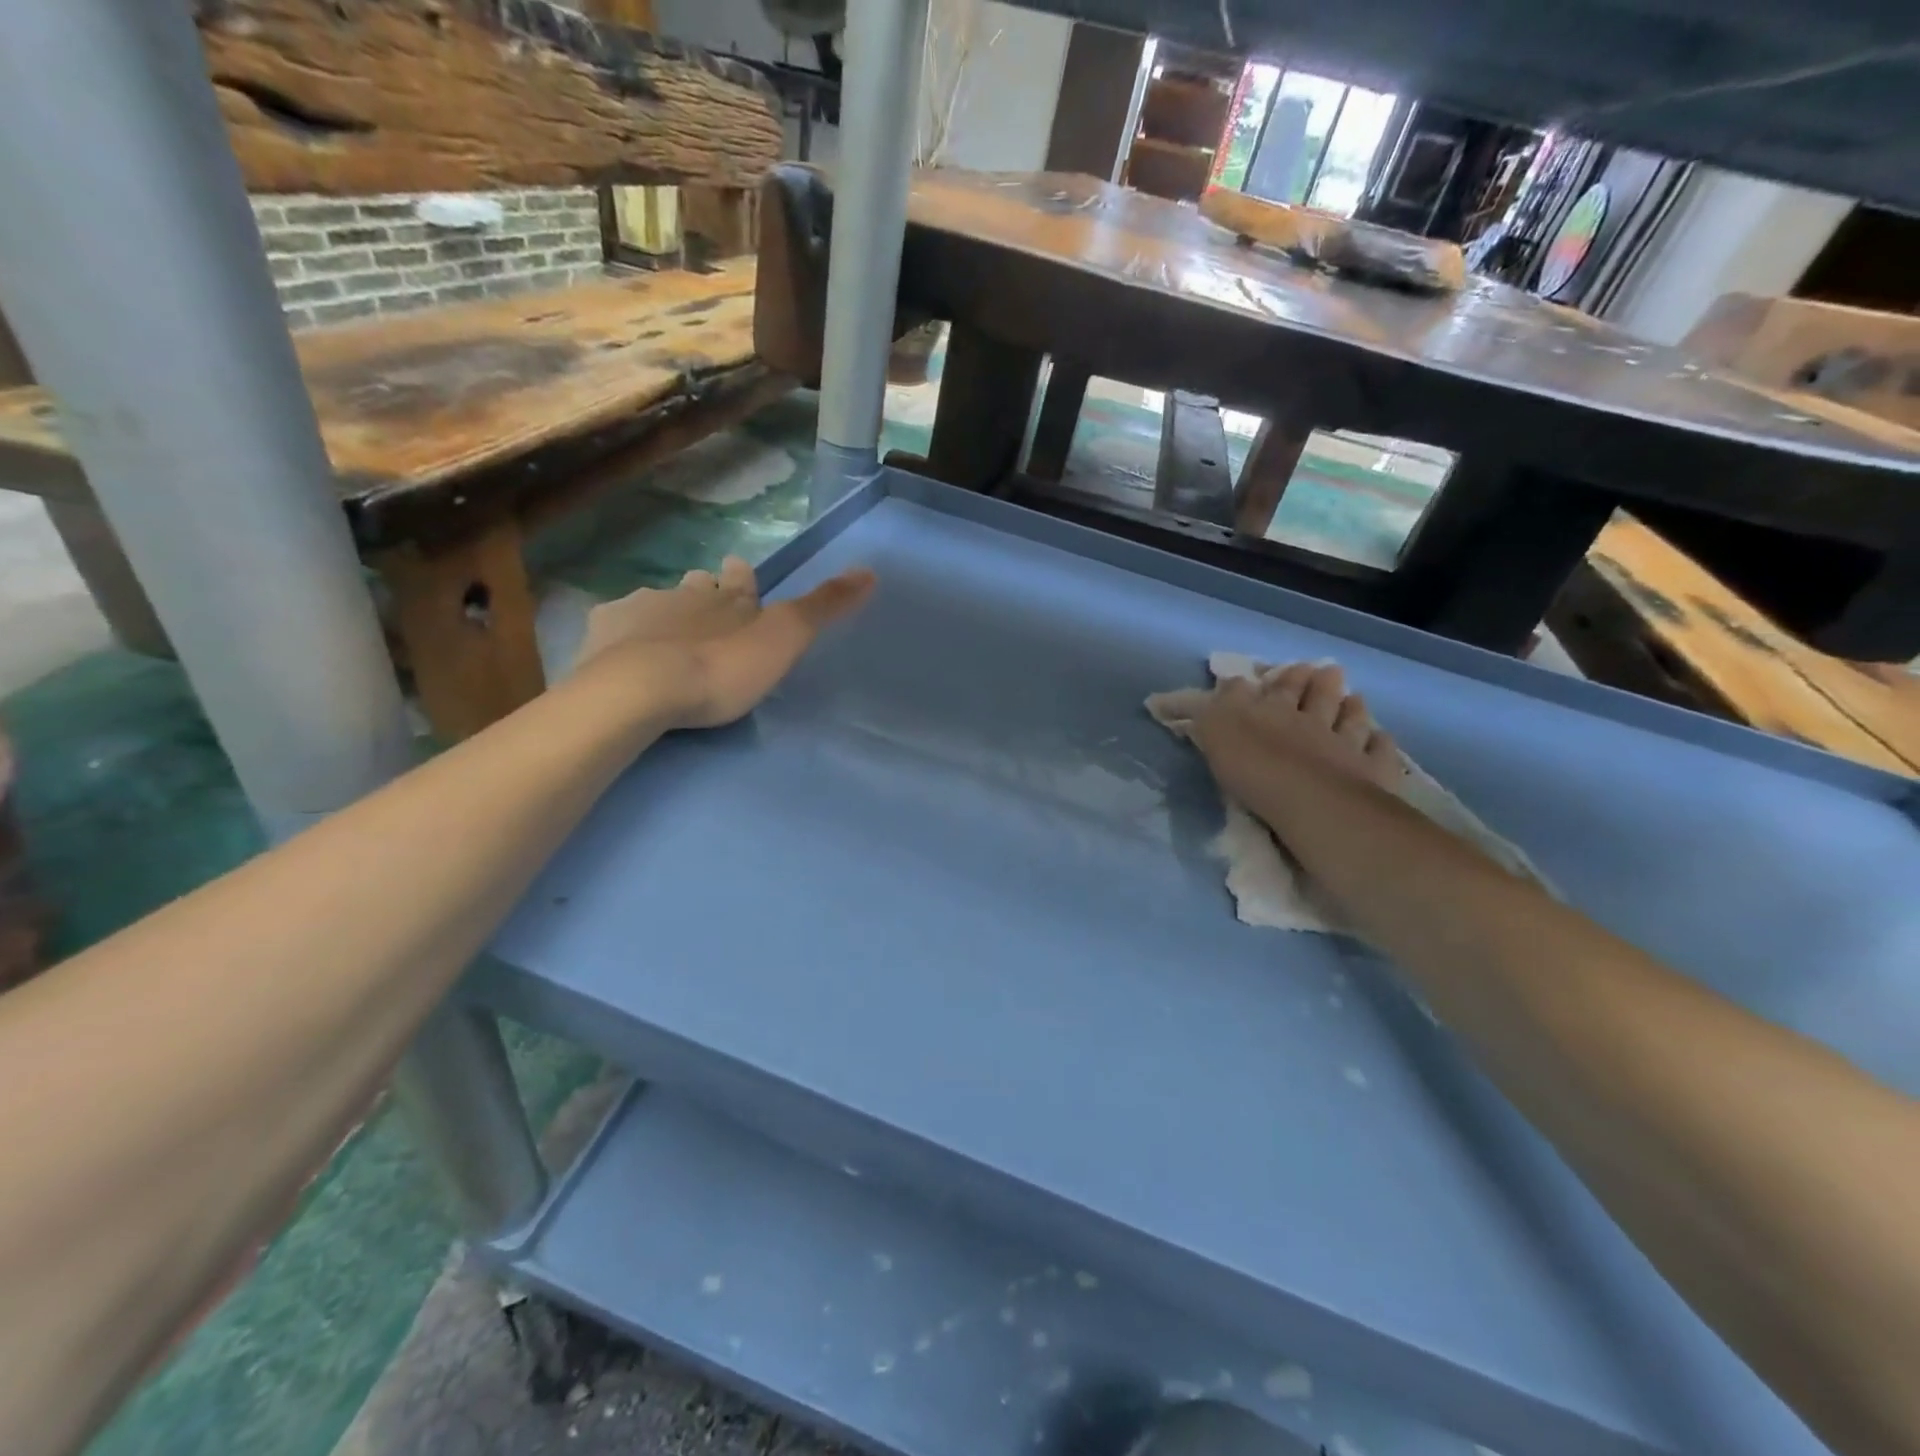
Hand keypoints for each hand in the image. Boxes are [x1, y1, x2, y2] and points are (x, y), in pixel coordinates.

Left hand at [571, 555, 875, 729]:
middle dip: (702, 593)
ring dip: (664, 613)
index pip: (739, 577)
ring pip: (655, 601)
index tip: (739, 575)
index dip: (741, 577)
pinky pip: (615, 624)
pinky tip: (623, 650)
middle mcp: (684, 593)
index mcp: (729, 598)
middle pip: (695, 585)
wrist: (644, 688)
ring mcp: (639, 609)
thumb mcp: (786, 639)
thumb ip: (824, 608)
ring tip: (666, 638)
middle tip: (705, 610)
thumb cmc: (723, 667)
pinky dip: (623, 633)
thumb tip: (870, 571)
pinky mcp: (603, 632)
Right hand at [1188, 662, 1405, 803]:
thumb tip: (1224, 684)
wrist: (1310, 801)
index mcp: (1274, 711)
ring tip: (1355, 698)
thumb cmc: (1254, 767)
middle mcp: (1313, 721)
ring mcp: (1346, 745)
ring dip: (1352, 707)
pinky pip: (1379, 752)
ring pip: (1351, 719)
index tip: (1293, 668)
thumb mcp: (1217, 730)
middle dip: (1321, 682)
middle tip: (1328, 671)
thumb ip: (1219, 705)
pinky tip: (1380, 738)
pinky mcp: (1372, 772)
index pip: (1280, 688)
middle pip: (1319, 697)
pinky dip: (1380, 742)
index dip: (1286, 677)